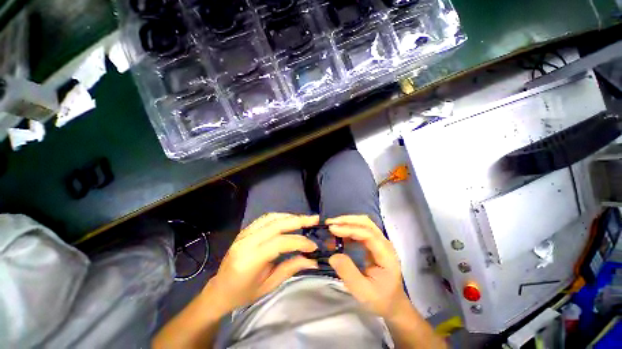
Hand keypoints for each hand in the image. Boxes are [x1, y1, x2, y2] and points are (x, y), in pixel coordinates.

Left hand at [203, 213, 319, 314]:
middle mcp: (246, 241)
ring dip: (290, 217)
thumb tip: (313, 261)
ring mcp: (244, 233)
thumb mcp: (269, 285)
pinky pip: (265, 218)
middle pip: (276, 224)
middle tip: (315, 220)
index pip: (280, 242)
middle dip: (298, 220)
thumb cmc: (243, 293)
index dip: (299, 242)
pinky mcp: (245, 230)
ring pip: (271, 217)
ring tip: (304, 220)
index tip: (313, 246)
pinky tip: (289, 220)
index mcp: (250, 260)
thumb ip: (291, 268)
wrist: (219, 290)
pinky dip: (280, 217)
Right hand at [327, 215, 409, 318]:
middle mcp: (384, 243)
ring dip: (347, 222)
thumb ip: (348, 273)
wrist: (393, 304)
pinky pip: (360, 230)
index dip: (349, 229)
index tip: (332, 229)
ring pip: (363, 223)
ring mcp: (379, 242)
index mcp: (386, 254)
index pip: (368, 234)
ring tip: (331, 226)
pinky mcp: (373, 243)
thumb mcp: (363, 292)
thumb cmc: (380, 299)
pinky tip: (338, 234)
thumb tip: (333, 256)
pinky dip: (348, 229)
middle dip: (347, 220)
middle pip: (366, 223)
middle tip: (330, 223)